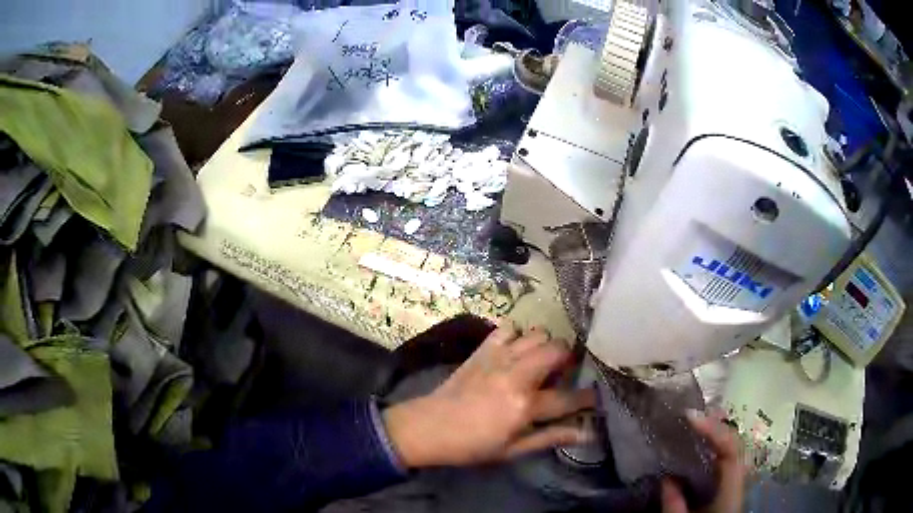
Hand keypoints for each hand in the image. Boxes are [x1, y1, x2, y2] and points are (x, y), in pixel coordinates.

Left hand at [383, 321, 596, 467]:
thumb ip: (551, 438)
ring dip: (544, 346)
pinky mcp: (483, 349)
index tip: (595, 396)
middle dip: (568, 359)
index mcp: (524, 406)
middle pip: (557, 350)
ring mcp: (498, 357)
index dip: (587, 397)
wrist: (429, 427)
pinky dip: (518, 335)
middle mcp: (516, 375)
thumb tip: (586, 433)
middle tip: (562, 374)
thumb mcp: (513, 450)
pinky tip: (514, 351)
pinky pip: (508, 327)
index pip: (568, 397)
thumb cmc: (472, 445)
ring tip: (539, 362)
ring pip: (537, 334)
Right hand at [661, 410, 745, 512]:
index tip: (690, 418)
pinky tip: (696, 448)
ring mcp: (736, 480)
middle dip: (713, 425)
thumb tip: (666, 478)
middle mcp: (739, 477)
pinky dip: (710, 449)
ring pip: (729, 449)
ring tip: (691, 425)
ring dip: (712, 434)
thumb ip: (674, 504)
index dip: (713, 429)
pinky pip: (723, 460)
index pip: (730, 448)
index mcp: (732, 487)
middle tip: (689, 417)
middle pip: (733, 442)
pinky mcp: (729, 486)